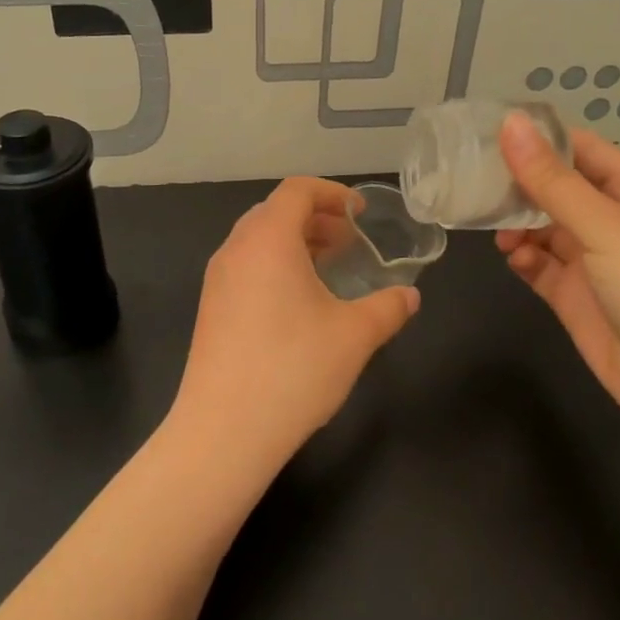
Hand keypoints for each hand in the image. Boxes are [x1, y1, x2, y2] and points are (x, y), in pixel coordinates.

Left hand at [169, 178, 419, 470]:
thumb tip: (409, 296)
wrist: (224, 429)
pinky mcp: (210, 309)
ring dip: (294, 243)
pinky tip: (298, 304)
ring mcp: (217, 280)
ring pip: (257, 241)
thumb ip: (388, 307)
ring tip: (328, 269)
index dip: (332, 193)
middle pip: (274, 212)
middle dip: (315, 218)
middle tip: (349, 242)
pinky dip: (274, 267)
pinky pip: (245, 267)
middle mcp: (235, 250)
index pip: (297, 191)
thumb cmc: (294, 369)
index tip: (360, 213)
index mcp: (267, 240)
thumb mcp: (355, 335)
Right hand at [495, 115, 619, 441]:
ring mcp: (595, 261)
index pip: (583, 149)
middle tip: (473, 179)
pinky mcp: (576, 297)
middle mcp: (616, 222)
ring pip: (545, 228)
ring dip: (518, 225)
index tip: (488, 132)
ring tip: (495, 230)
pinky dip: (524, 259)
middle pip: (558, 189)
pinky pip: (541, 266)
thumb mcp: (606, 227)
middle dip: (520, 184)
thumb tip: (510, 123)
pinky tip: (514, 259)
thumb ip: (553, 180)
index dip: (541, 139)